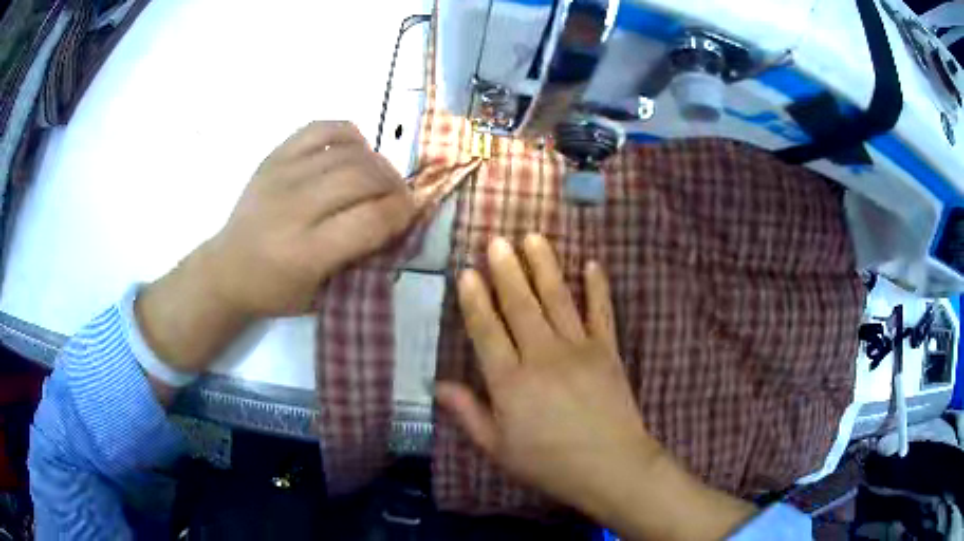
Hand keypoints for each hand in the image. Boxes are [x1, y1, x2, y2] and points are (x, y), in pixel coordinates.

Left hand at [204, 120, 414, 317]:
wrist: (227, 268)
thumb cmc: (275, 290)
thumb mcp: (321, 296)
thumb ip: (359, 263)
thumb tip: (396, 225)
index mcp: (305, 253)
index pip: (369, 220)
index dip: (401, 212)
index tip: (411, 213)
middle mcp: (293, 208)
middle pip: (362, 178)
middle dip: (394, 184)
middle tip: (399, 196)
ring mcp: (281, 176)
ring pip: (347, 152)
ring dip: (377, 161)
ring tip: (380, 176)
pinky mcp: (274, 157)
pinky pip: (321, 128)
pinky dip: (348, 134)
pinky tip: (355, 149)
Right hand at [437, 235, 755, 540]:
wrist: (611, 466)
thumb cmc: (549, 463)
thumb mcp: (498, 448)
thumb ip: (468, 413)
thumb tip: (438, 385)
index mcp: (510, 382)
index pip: (486, 331)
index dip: (475, 300)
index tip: (467, 271)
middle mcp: (542, 356)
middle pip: (520, 306)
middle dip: (506, 270)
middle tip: (497, 240)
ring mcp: (579, 349)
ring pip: (557, 299)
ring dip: (544, 266)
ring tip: (533, 237)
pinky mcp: (607, 351)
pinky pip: (601, 312)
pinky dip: (597, 288)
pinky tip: (592, 264)